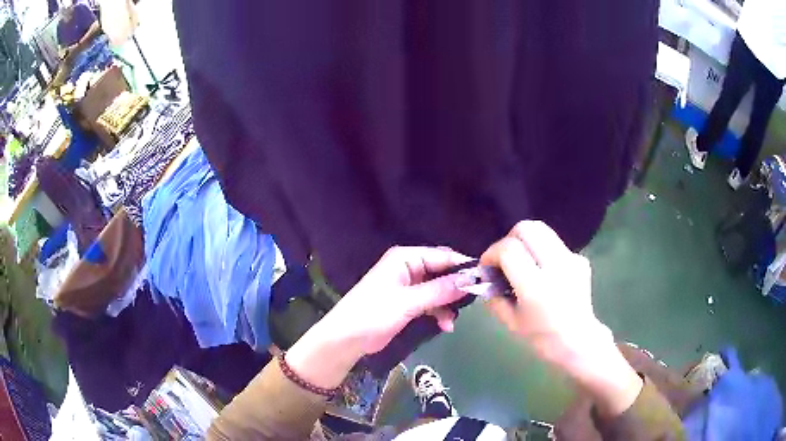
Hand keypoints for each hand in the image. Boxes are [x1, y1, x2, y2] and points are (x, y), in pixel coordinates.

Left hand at [286, 246, 472, 389]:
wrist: (347, 338)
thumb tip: (469, 280)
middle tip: (475, 299)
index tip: (483, 278)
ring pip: (439, 289)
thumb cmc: (373, 313)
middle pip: (442, 272)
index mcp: (405, 258)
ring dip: (448, 304)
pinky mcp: (409, 304)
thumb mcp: (408, 301)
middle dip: (457, 286)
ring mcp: (409, 287)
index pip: (441, 256)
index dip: (462, 266)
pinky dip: (439, 313)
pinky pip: (431, 303)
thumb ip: (439, 291)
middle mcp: (409, 268)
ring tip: (454, 320)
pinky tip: (446, 326)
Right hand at [481, 220, 642, 415]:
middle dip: (509, 239)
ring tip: (523, 263)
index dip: (492, 253)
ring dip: (526, 242)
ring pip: (542, 230)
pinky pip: (555, 244)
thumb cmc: (542, 337)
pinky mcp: (580, 259)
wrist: (579, 341)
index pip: (509, 250)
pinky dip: (542, 252)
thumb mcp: (510, 322)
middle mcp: (556, 267)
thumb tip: (486, 277)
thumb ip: (493, 297)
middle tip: (505, 258)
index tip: (487, 266)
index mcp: (536, 287)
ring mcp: (572, 260)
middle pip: (527, 228)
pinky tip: (544, 273)